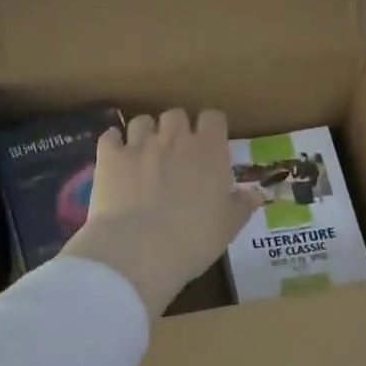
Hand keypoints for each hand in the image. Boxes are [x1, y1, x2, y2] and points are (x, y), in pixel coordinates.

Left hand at [60, 108, 262, 318]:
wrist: (139, 251)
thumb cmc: (193, 240)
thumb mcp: (227, 227)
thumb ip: (242, 205)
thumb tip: (256, 193)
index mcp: (208, 150)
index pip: (214, 117)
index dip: (211, 128)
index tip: (210, 145)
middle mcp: (174, 138)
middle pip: (176, 114)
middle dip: (177, 129)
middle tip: (176, 155)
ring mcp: (139, 144)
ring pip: (142, 121)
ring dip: (145, 134)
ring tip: (145, 156)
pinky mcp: (109, 157)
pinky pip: (110, 136)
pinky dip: (114, 144)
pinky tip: (115, 159)